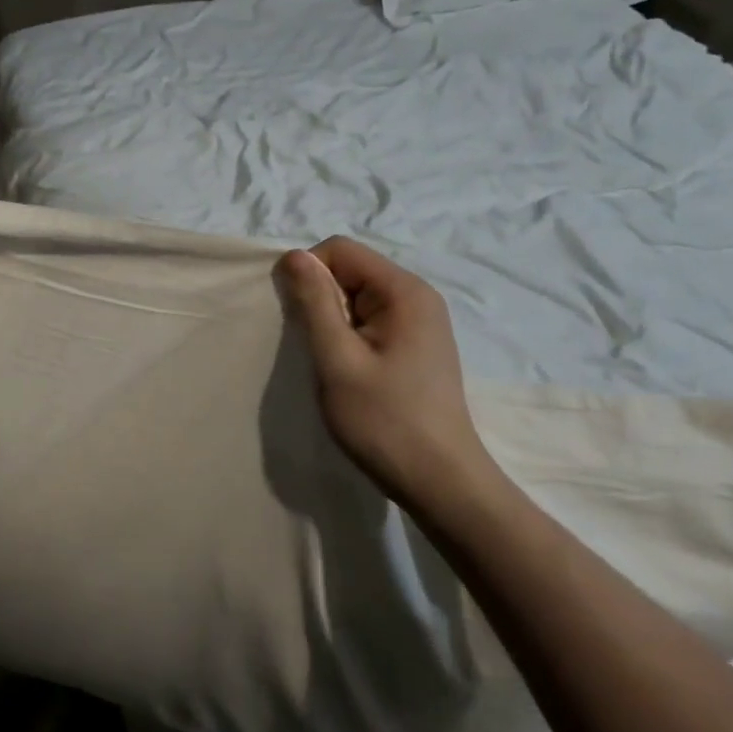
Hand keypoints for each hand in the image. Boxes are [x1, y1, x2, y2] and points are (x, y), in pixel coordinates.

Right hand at [277, 237, 496, 511]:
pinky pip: (369, 320)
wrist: (439, 481)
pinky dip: (347, 338)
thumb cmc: (385, 420)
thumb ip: (314, 303)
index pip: (339, 250)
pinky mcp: (415, 346)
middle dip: (320, 300)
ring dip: (332, 322)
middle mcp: (417, 297)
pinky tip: (348, 372)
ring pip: (356, 298)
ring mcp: (420, 322)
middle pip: (349, 270)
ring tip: (331, 364)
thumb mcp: (337, 359)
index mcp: (404, 291)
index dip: (308, 273)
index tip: (297, 319)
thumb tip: (293, 255)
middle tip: (315, 348)